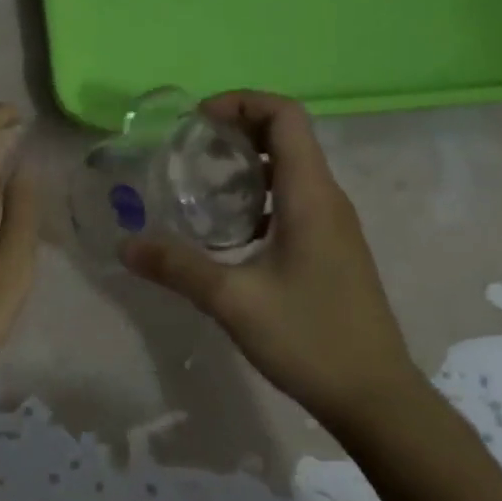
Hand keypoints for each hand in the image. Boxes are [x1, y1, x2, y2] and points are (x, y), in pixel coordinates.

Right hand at [120, 91, 421, 435]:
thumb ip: (177, 267)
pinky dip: (260, 192)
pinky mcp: (332, 248)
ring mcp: (334, 224)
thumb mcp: (233, 301)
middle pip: (288, 135)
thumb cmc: (310, 338)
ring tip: (202, 181)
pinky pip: (295, 198)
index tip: (198, 121)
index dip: (242, 102)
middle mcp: (328, 199)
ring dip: (249, 161)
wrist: (376, 398)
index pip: (285, 116)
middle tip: (191, 147)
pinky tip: (231, 227)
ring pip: (292, 168)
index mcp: (310, 195)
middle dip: (239, 127)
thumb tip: (125, 243)